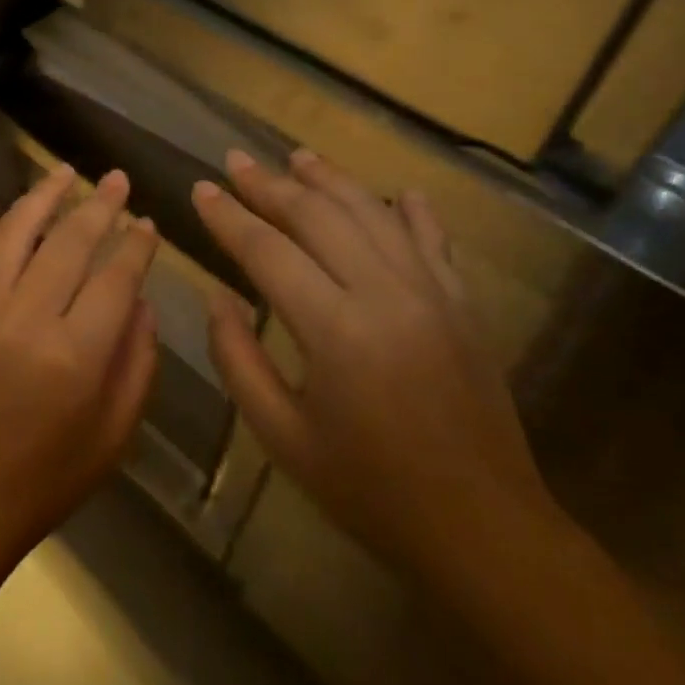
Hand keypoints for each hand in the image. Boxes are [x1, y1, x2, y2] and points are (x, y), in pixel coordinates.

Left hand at [0, 164, 160, 596]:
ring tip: (62, 173)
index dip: (136, 243)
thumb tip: (143, 302)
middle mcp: (24, 318)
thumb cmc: (39, 484)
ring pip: (12, 233)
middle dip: (99, 204)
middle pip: (69, 241)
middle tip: (115, 178)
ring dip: (41, 197)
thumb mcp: (111, 438)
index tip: (147, 220)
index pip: (116, 276)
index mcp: (75, 354)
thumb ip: (136, 365)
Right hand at [192, 149, 546, 568]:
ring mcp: (433, 292)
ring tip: (296, 156)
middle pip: (318, 216)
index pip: (267, 251)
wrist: (482, 527)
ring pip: (373, 213)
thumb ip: (238, 359)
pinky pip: (432, 239)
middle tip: (236, 160)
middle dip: (270, 184)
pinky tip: (396, 191)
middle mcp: (386, 293)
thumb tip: (217, 296)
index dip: (229, 217)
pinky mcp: (463, 303)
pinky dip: (410, 210)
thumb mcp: (282, 436)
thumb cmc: (369, 490)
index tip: (201, 189)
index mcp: (335, 330)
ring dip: (330, 180)